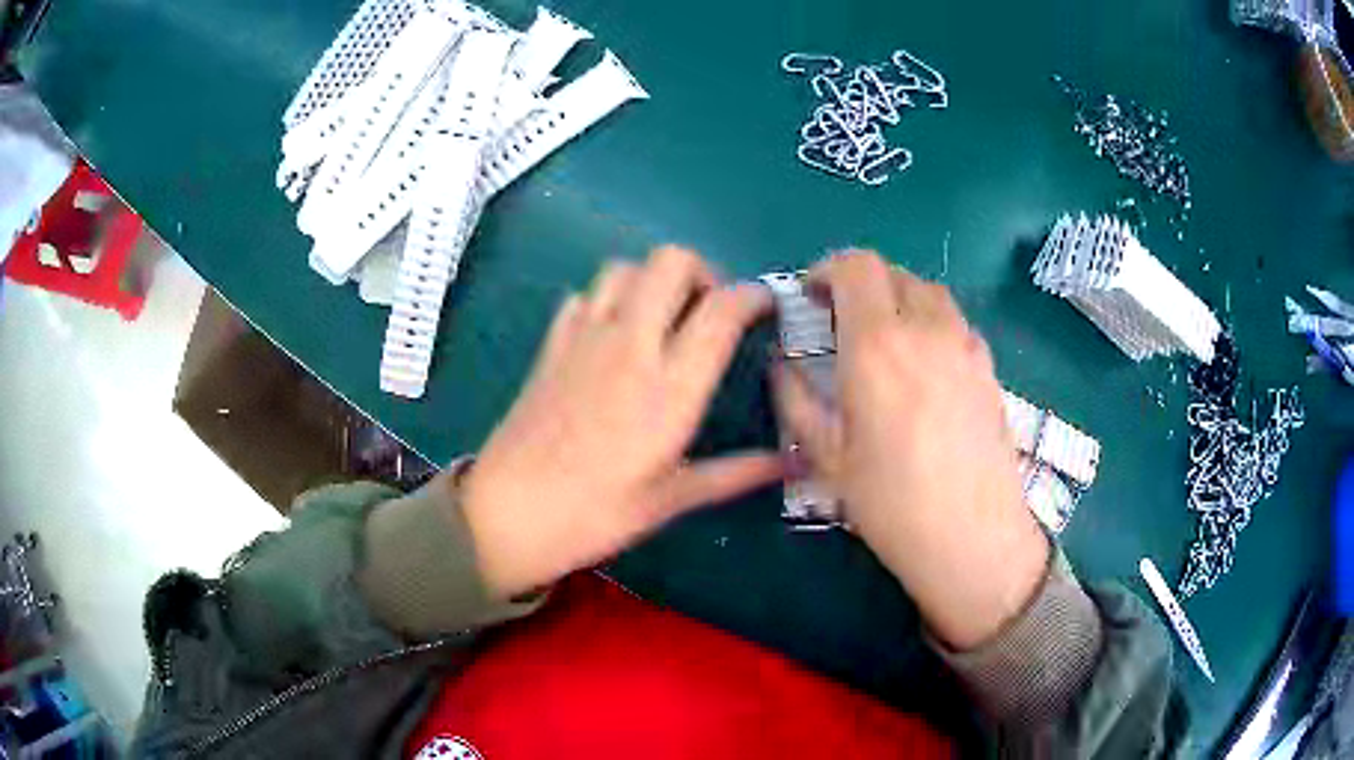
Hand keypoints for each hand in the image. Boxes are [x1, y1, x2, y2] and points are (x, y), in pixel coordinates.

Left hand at [462, 247, 783, 598]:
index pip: (722, 309)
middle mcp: (630, 345)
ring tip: (664, 318)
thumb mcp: (671, 500)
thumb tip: (791, 463)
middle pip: (670, 261)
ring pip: (624, 266)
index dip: (753, 295)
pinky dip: (607, 298)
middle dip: (702, 271)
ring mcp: (584, 338)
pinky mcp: (550, 344)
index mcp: (670, 386)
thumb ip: (735, 473)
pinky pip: (583, 295)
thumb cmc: (594, 515)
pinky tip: (612, 334)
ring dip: (653, 279)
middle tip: (710, 311)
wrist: (506, 513)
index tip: (765, 305)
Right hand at [773, 251, 1049, 649]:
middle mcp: (925, 329)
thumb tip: (781, 366)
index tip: (811, 295)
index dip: (827, 269)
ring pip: (929, 292)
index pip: (856, 267)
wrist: (972, 536)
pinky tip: (924, 364)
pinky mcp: (988, 367)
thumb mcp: (827, 456)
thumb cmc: (891, 503)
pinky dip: (931, 322)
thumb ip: (796, 400)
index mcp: (876, 344)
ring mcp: (964, 345)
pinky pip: (955, 322)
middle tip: (840, 320)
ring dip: (899, 298)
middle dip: (860, 284)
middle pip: (893, 273)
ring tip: (884, 337)